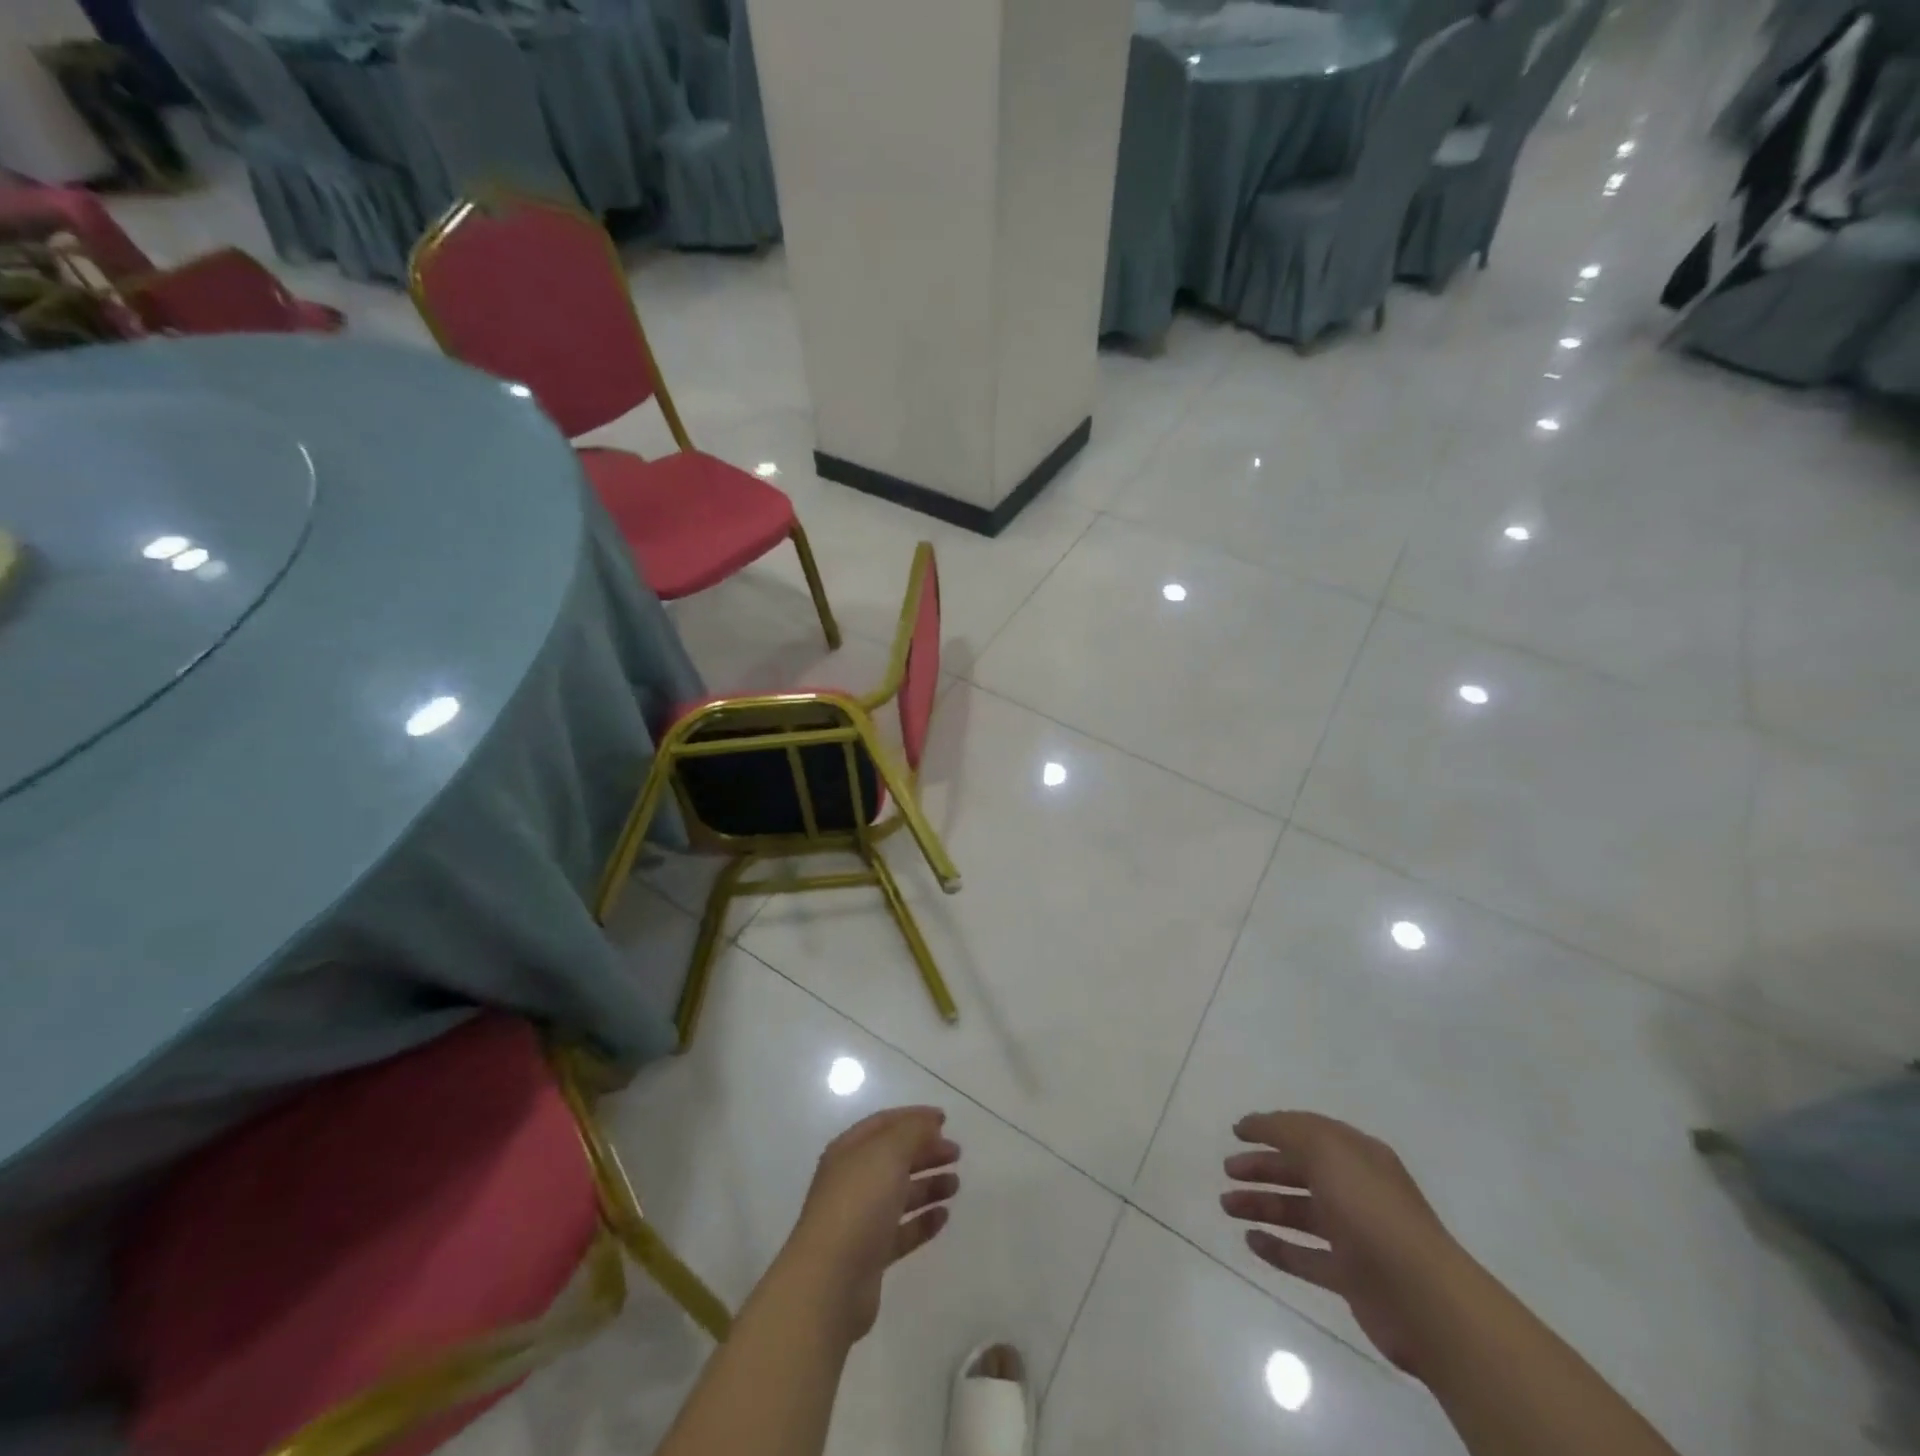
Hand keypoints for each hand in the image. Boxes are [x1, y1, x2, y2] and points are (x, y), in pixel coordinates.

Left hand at [783, 1106, 960, 1344]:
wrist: (830, 1283)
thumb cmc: (858, 1204)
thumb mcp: (887, 1153)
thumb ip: (912, 1131)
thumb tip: (930, 1122)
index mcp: (849, 1151)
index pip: (884, 1123)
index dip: (914, 1117)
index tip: (945, 1120)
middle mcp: (853, 1181)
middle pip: (894, 1158)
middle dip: (925, 1151)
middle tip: (956, 1153)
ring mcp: (860, 1219)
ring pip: (900, 1194)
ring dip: (928, 1185)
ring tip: (955, 1184)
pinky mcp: (871, 1255)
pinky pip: (902, 1231)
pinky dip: (923, 1221)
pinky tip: (943, 1217)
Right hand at [1221, 1112, 1468, 1377]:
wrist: (1424, 1299)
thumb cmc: (1371, 1211)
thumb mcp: (1326, 1151)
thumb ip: (1287, 1130)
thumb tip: (1257, 1124)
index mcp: (1357, 1155)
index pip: (1307, 1132)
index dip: (1271, 1128)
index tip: (1236, 1131)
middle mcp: (1356, 1190)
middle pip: (1300, 1171)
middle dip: (1262, 1167)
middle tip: (1227, 1170)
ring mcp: (1355, 1236)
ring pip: (1298, 1213)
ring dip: (1262, 1205)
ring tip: (1227, 1206)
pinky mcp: (1351, 1278)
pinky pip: (1306, 1257)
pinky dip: (1278, 1249)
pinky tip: (1250, 1242)